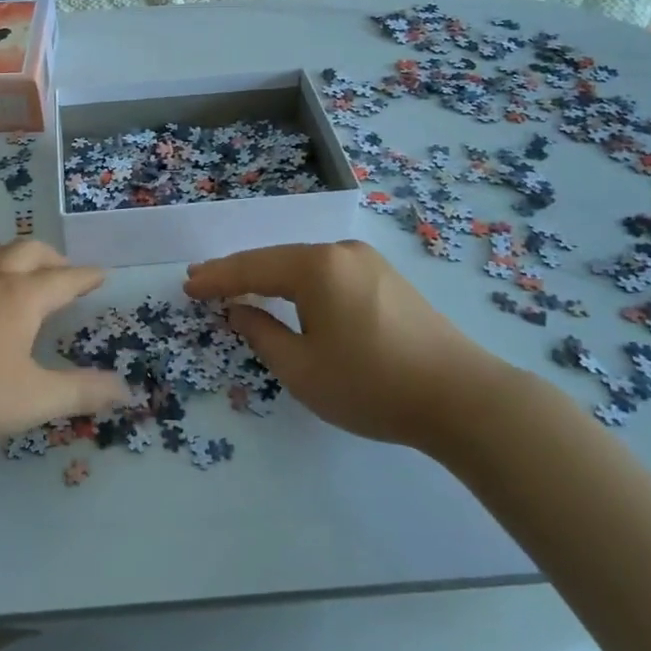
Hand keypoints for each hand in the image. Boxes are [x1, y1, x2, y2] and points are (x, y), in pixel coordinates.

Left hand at [0, 240, 131, 445]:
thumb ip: (81, 393)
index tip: (100, 273)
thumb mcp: (32, 400)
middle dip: (50, 258)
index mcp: (20, 297)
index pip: (63, 279)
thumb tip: (126, 390)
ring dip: (11, 254)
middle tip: (63, 270)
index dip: (85, 277)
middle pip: (25, 251)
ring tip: (16, 268)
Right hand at [184, 240, 511, 453]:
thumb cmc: (372, 385)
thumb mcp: (302, 369)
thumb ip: (261, 334)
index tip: (187, 286)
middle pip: (277, 259)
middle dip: (239, 272)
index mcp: (316, 267)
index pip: (251, 268)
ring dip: (271, 277)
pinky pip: (329, 274)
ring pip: (304, 265)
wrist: (463, 398)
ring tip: (240, 288)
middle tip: (204, 282)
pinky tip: (290, 296)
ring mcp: (368, 262)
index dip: (216, 278)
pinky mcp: (388, 279)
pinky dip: (300, 284)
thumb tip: (239, 311)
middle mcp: (341, 252)